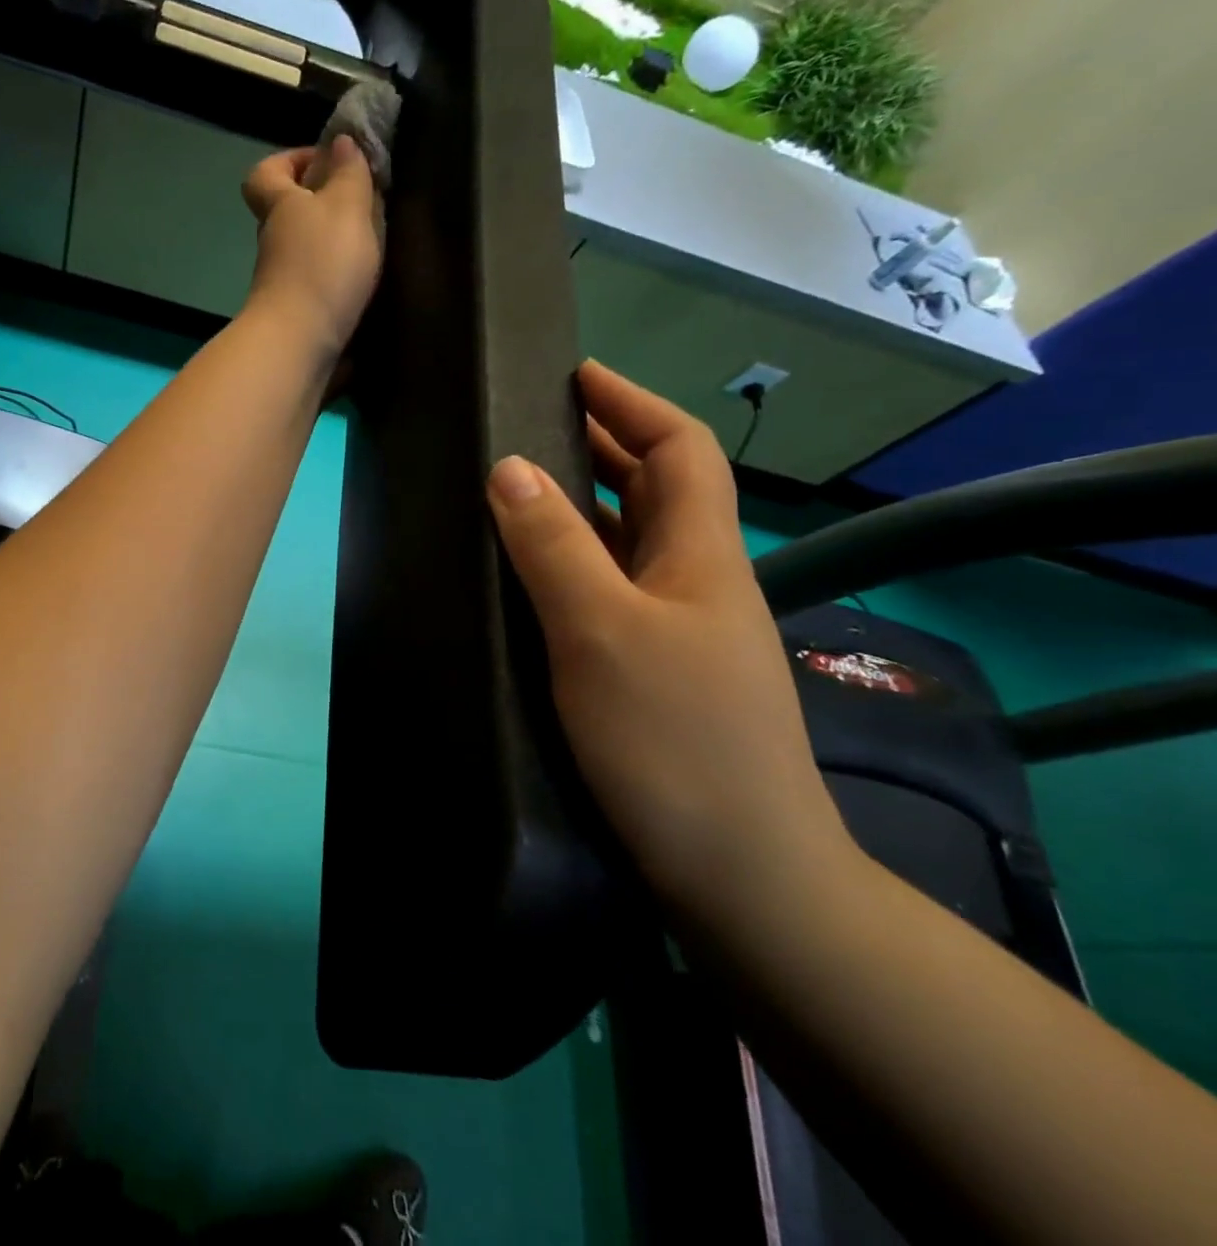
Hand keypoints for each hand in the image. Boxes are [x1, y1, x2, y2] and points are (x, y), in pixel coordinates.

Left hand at [240, 136, 383, 357]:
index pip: (266, 173)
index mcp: (279, 206)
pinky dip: (339, 281)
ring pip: (306, 252)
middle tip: (367, 206)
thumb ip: (348, 173)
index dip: (290, 160)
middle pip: (289, 214)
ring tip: (377, 246)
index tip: (328, 161)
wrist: (299, 344)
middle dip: (324, 206)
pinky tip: (368, 284)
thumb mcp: (345, 206)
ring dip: (336, 247)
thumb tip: (339, 142)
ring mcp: (283, 282)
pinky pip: (319, 286)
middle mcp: (274, 243)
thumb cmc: (322, 266)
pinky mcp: (298, 315)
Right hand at [484, 361, 855, 924]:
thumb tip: (508, 468)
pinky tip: (528, 580)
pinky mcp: (654, 674)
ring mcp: (678, 632)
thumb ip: (554, 546)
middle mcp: (696, 582)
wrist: (738, 873)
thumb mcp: (601, 631)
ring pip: (629, 544)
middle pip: (655, 491)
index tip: (576, 374)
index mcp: (699, 555)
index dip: (632, 402)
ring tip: (514, 491)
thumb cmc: (673, 739)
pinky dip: (573, 567)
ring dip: (581, 508)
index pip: (679, 449)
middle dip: (601, 447)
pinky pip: (611, 594)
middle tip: (528, 428)